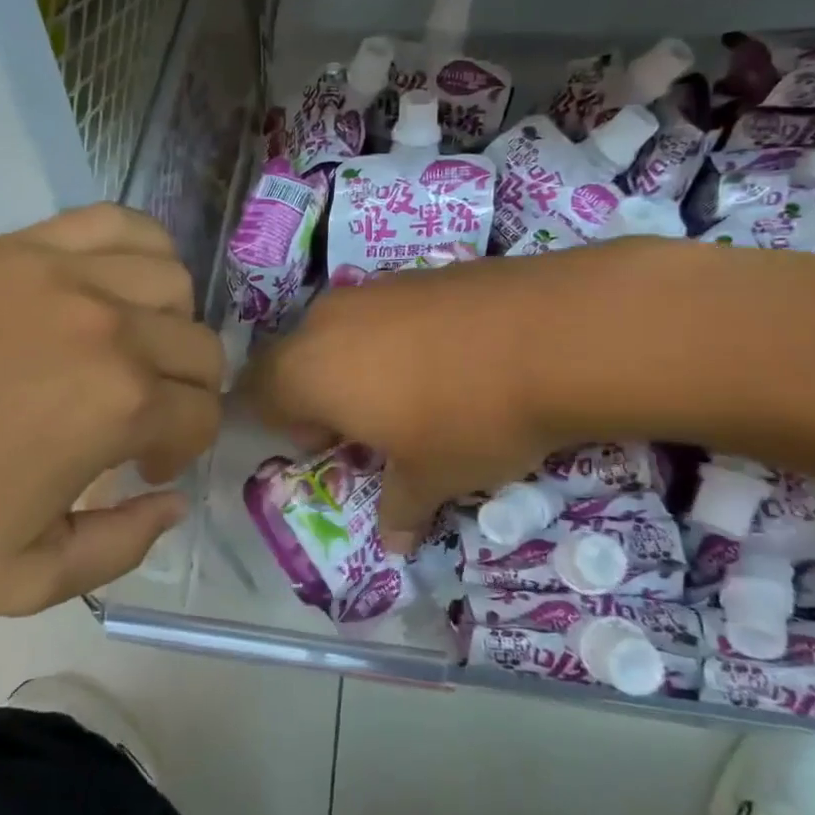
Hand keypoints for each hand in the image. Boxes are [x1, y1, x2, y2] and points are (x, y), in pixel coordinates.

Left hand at [0, 205, 223, 612]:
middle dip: (188, 392)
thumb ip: (122, 548)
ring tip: (127, 348)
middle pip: (201, 347)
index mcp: (120, 406)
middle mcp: (110, 326)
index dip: (183, 449)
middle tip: (140, 417)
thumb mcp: (24, 580)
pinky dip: (140, 248)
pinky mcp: (21, 244)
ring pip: (173, 279)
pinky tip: (112, 284)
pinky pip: (115, 221)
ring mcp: (64, 272)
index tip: (143, 467)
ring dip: (170, 323)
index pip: (202, 414)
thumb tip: (173, 501)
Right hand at [239, 241, 686, 548]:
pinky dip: (400, 337)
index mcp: (310, 371)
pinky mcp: (421, 271)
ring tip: (415, 393)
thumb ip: (401, 509)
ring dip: (361, 363)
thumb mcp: (433, 477)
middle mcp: (329, 321)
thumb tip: (394, 542)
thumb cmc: (468, 418)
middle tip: (370, 427)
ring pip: (344, 330)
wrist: (555, 335)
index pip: (260, 391)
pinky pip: (387, 311)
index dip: (285, 424)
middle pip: (300, 358)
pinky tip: (451, 359)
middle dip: (322, 394)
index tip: (330, 447)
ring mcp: (376, 288)